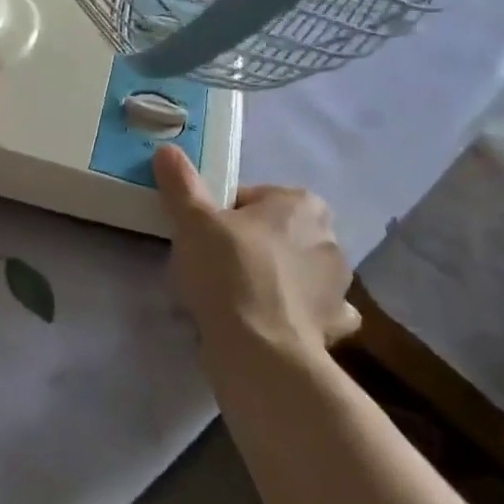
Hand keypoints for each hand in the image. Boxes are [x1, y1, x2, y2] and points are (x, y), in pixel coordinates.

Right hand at [152, 145, 359, 350]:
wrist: (260, 352)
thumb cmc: (229, 272)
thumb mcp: (193, 220)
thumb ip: (181, 182)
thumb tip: (167, 150)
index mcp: (301, 204)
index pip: (252, 198)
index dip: (222, 213)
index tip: (202, 234)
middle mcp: (328, 238)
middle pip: (276, 232)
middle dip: (251, 243)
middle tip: (213, 263)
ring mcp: (337, 286)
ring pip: (297, 271)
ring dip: (276, 278)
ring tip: (235, 297)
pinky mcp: (334, 326)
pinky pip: (314, 311)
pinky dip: (298, 313)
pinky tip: (272, 320)